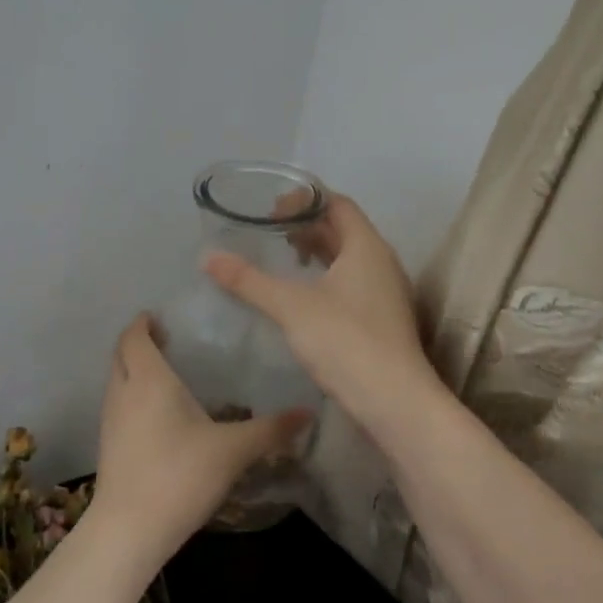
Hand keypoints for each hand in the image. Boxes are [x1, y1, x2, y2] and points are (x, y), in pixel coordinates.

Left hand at [90, 314, 312, 566]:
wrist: (130, 529)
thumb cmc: (180, 476)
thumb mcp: (233, 450)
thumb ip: (271, 429)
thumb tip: (308, 412)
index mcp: (149, 380)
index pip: (134, 337)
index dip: (143, 323)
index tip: (159, 317)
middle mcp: (123, 392)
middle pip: (121, 354)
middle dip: (138, 343)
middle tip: (167, 340)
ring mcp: (110, 420)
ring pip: (117, 380)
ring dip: (134, 369)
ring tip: (166, 373)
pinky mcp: (109, 445)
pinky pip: (118, 404)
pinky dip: (132, 394)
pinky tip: (158, 414)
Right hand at [203, 193, 436, 424]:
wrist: (394, 401)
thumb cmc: (345, 341)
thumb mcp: (290, 307)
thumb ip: (248, 280)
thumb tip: (207, 257)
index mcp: (366, 247)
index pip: (338, 204)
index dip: (305, 200)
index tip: (271, 211)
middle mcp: (381, 262)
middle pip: (343, 229)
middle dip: (307, 226)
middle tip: (270, 232)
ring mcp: (385, 292)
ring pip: (348, 259)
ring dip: (317, 252)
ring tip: (284, 258)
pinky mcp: (381, 319)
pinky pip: (352, 283)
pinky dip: (326, 278)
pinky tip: (302, 297)